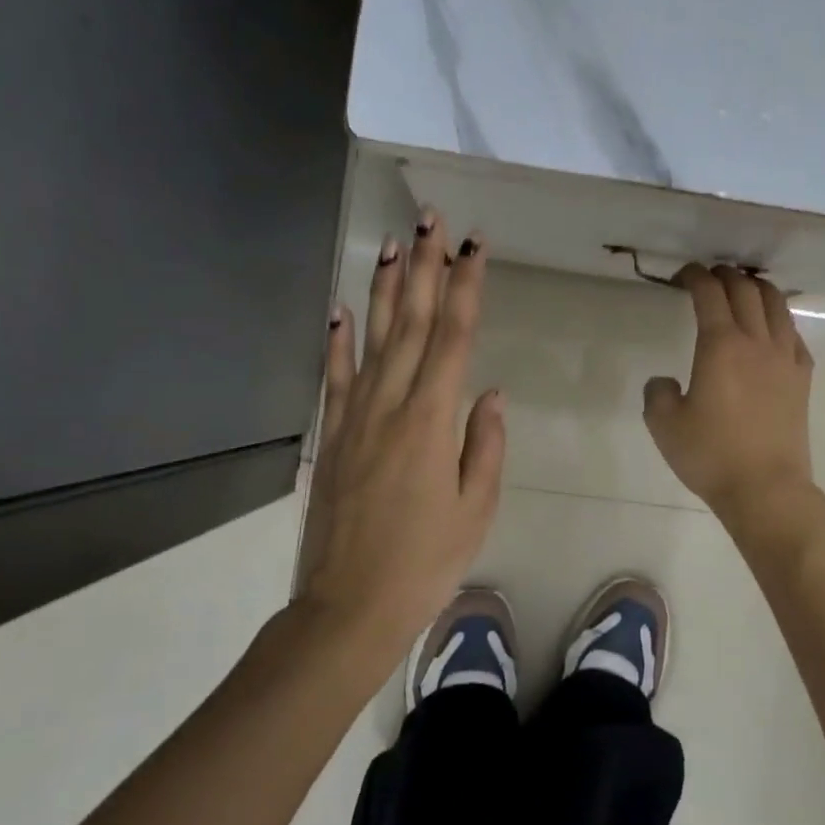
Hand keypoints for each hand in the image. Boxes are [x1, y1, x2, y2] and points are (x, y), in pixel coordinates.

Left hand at [300, 211, 505, 647]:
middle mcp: (391, 405)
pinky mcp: (333, 435)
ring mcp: (355, 417)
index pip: (453, 338)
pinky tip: (342, 309)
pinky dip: (338, 339)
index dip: (465, 287)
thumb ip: (485, 444)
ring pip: (373, 338)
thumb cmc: (426, 562)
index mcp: (432, 421)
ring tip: (391, 243)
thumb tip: (491, 393)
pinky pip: (335, 376)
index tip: (472, 246)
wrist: (350, 605)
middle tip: (429, 219)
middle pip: (411, 323)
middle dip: (423, 267)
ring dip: (385, 288)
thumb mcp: (476, 509)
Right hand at [643, 264, 815, 527]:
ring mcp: (785, 358)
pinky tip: (772, 330)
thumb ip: (657, 393)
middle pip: (745, 290)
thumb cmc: (711, 456)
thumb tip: (665, 381)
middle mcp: (756, 342)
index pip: (709, 294)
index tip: (683, 275)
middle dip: (726, 275)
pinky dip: (780, 320)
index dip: (695, 276)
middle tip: (710, 276)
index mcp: (720, 346)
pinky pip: (794, 335)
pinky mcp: (803, 378)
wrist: (765, 488)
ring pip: (776, 305)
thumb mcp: (664, 426)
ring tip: (744, 288)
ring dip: (757, 288)